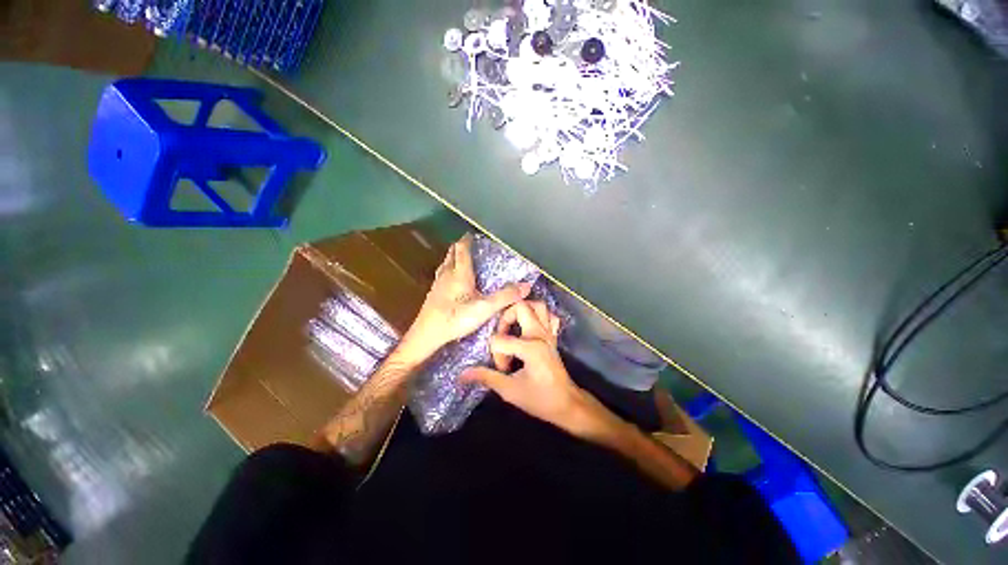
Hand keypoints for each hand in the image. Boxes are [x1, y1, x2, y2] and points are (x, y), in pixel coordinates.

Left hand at [399, 234, 531, 363]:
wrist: (426, 334)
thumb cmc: (455, 319)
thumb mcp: (484, 309)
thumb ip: (505, 297)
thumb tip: (526, 286)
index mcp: (459, 274)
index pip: (462, 250)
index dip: (466, 240)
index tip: (471, 234)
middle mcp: (447, 275)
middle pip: (452, 254)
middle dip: (459, 246)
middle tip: (468, 244)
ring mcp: (438, 284)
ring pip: (445, 264)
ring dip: (452, 257)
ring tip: (459, 257)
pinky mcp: (433, 294)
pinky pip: (441, 275)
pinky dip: (447, 270)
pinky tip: (449, 280)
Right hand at [462, 301, 616, 440]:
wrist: (567, 405)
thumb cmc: (540, 399)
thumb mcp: (510, 390)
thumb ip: (486, 377)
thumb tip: (462, 374)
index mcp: (529, 347)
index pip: (500, 340)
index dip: (495, 355)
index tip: (503, 370)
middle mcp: (540, 334)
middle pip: (520, 307)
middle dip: (505, 319)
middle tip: (502, 336)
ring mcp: (549, 333)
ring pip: (538, 305)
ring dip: (523, 311)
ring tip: (513, 327)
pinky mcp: (553, 336)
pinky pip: (549, 316)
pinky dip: (539, 316)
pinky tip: (530, 328)